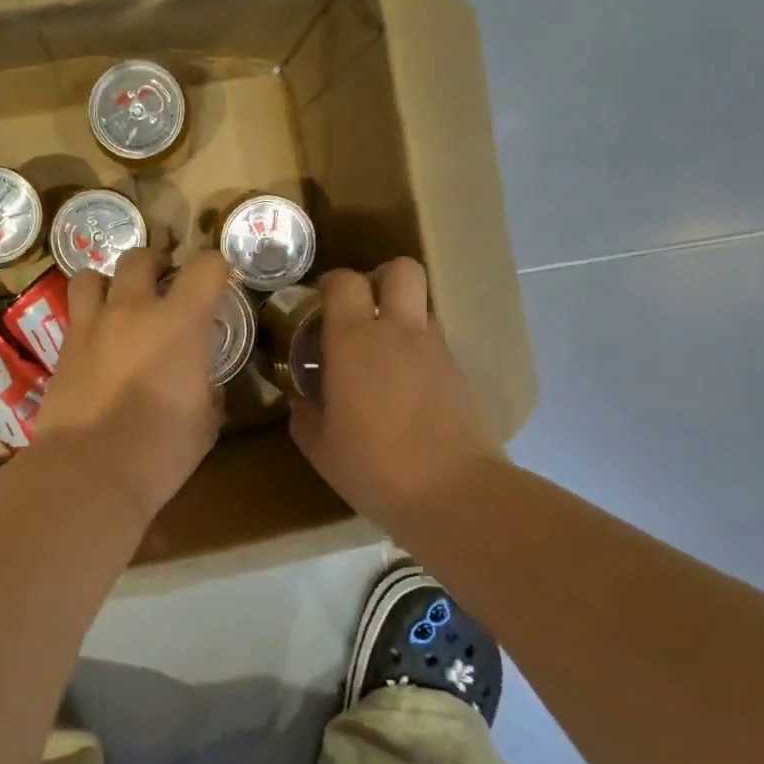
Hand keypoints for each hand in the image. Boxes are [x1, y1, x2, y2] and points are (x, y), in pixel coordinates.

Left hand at [35, 248, 228, 518]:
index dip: (217, 268)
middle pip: (140, 257)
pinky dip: (89, 319)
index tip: (218, 283)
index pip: (206, 266)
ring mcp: (91, 326)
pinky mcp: (63, 349)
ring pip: (92, 276)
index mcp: (179, 322)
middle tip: (164, 286)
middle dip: (156, 264)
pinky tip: (98, 344)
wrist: (89, 471)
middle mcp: (132, 310)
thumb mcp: (205, 420)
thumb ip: (206, 388)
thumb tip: (201, 383)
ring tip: (119, 304)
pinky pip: (75, 315)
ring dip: (109, 283)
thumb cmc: (160, 450)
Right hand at [288, 259, 499, 528]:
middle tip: (363, 308)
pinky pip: (435, 343)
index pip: (345, 281)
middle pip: (401, 270)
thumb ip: (305, 413)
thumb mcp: (319, 445)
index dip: (331, 284)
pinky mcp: (460, 373)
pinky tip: (406, 389)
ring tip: (384, 355)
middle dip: (381, 278)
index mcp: (354, 340)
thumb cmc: (372, 466)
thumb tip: (303, 400)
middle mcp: (398, 332)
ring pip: (422, 307)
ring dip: (402, 317)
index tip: (320, 303)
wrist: (453, 493)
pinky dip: (418, 352)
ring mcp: (436, 349)